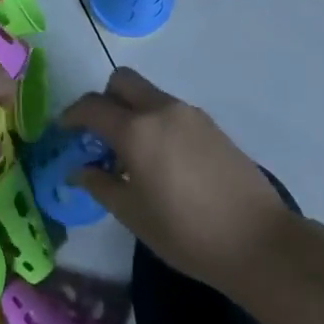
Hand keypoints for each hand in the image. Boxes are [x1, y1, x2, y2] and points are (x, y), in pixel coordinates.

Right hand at [62, 68, 292, 293]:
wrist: (259, 242)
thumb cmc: (187, 233)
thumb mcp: (134, 215)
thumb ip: (101, 185)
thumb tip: (79, 170)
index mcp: (137, 130)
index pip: (92, 106)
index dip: (72, 115)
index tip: (64, 131)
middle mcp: (161, 110)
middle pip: (122, 81)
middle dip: (104, 99)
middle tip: (99, 134)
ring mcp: (190, 114)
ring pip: (148, 94)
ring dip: (132, 110)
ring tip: (132, 154)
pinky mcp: (211, 126)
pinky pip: (171, 110)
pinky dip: (156, 122)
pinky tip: (162, 160)